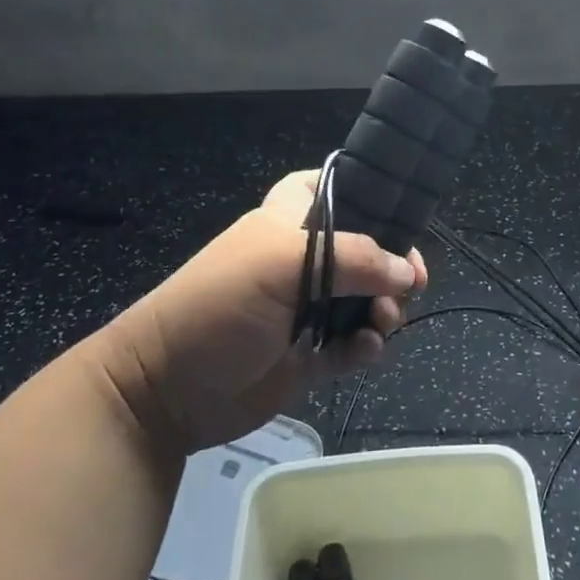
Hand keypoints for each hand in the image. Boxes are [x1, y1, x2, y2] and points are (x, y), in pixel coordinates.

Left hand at [94, 171, 427, 454]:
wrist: (166, 392)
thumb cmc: (219, 306)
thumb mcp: (281, 265)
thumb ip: (352, 260)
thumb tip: (406, 271)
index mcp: (289, 223)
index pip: (331, 188)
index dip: (365, 192)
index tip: (401, 209)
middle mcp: (303, 261)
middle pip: (364, 248)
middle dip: (393, 262)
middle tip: (412, 281)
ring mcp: (307, 310)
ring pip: (365, 298)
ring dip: (385, 307)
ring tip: (384, 320)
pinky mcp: (310, 356)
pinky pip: (353, 344)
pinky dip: (366, 346)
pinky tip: (364, 351)